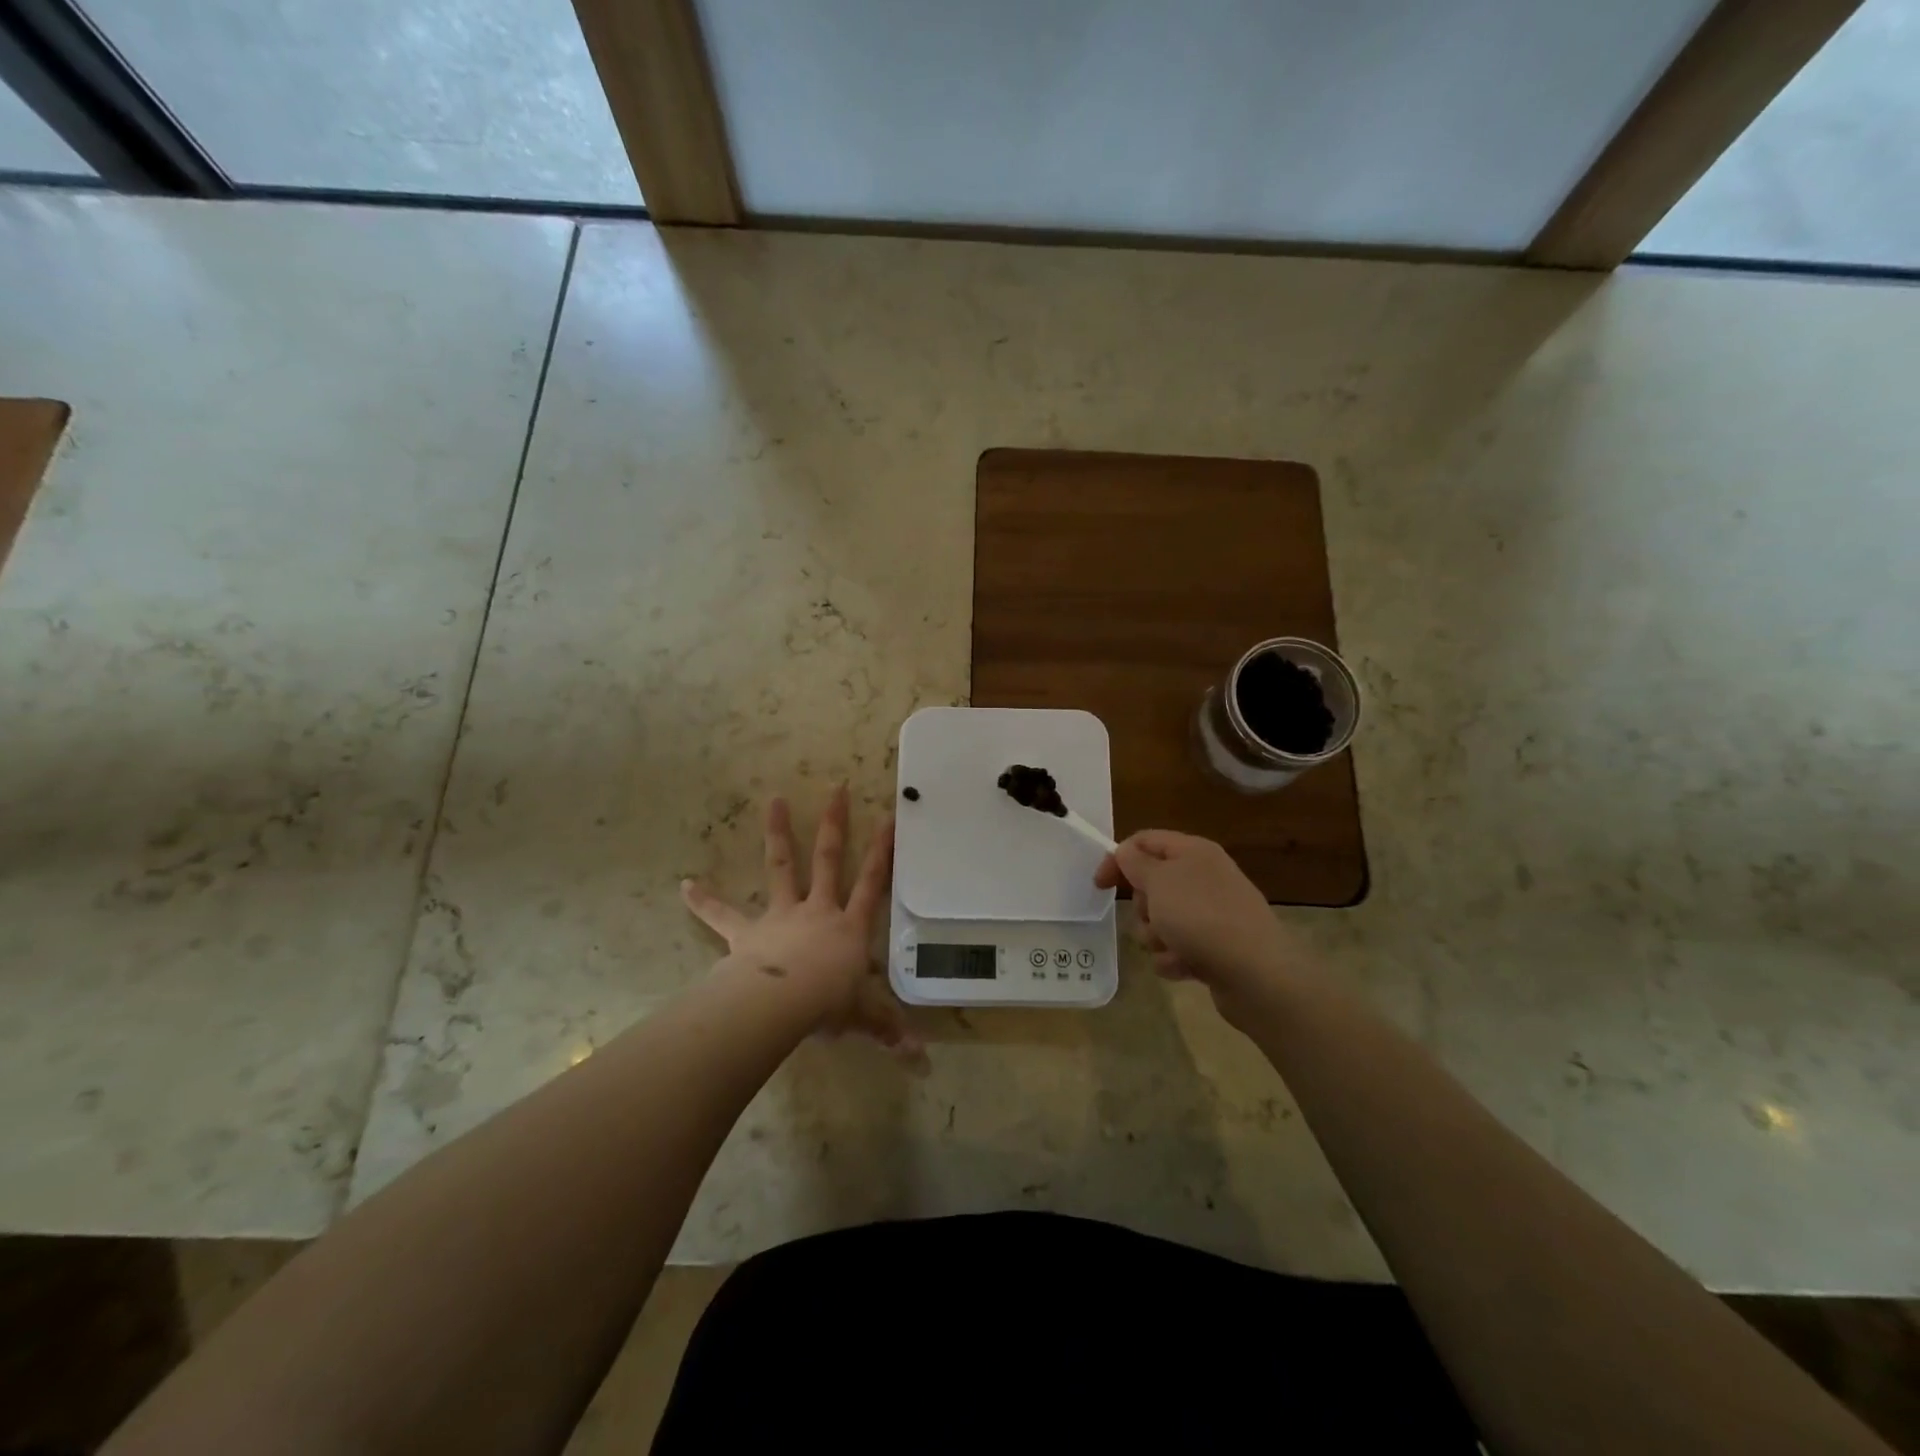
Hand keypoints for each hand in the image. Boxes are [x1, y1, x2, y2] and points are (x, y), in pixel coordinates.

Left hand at [681, 785, 923, 1063]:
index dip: (882, 852)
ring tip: (773, 799)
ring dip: (778, 832)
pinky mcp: (747, 931)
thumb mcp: (863, 1017)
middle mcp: (817, 910)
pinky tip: (684, 886)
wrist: (781, 1003)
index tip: (887, 817)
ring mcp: (781, 915)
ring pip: (782, 866)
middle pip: (828, 859)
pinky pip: (723, 914)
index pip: (872, 883)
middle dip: (834, 823)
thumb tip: (920, 1059)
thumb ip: (888, 1031)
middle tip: (835, 788)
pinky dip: (705, 901)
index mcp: (849, 926)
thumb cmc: (828, 1004)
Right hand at [1095, 830, 1303, 1024]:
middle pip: (1152, 884)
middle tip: (1151, 916)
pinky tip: (1185, 966)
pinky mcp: (1215, 946)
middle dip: (1142, 906)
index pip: (1145, 841)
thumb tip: (1126, 851)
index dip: (1118, 859)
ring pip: (1161, 919)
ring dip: (1155, 936)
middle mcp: (1204, 877)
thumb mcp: (1159, 881)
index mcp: (1194, 852)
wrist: (1256, 973)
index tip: (1099, 886)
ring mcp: (1212, 913)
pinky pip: (1178, 947)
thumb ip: (1135, 862)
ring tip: (1171, 947)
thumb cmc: (1201, 916)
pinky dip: (1174, 957)